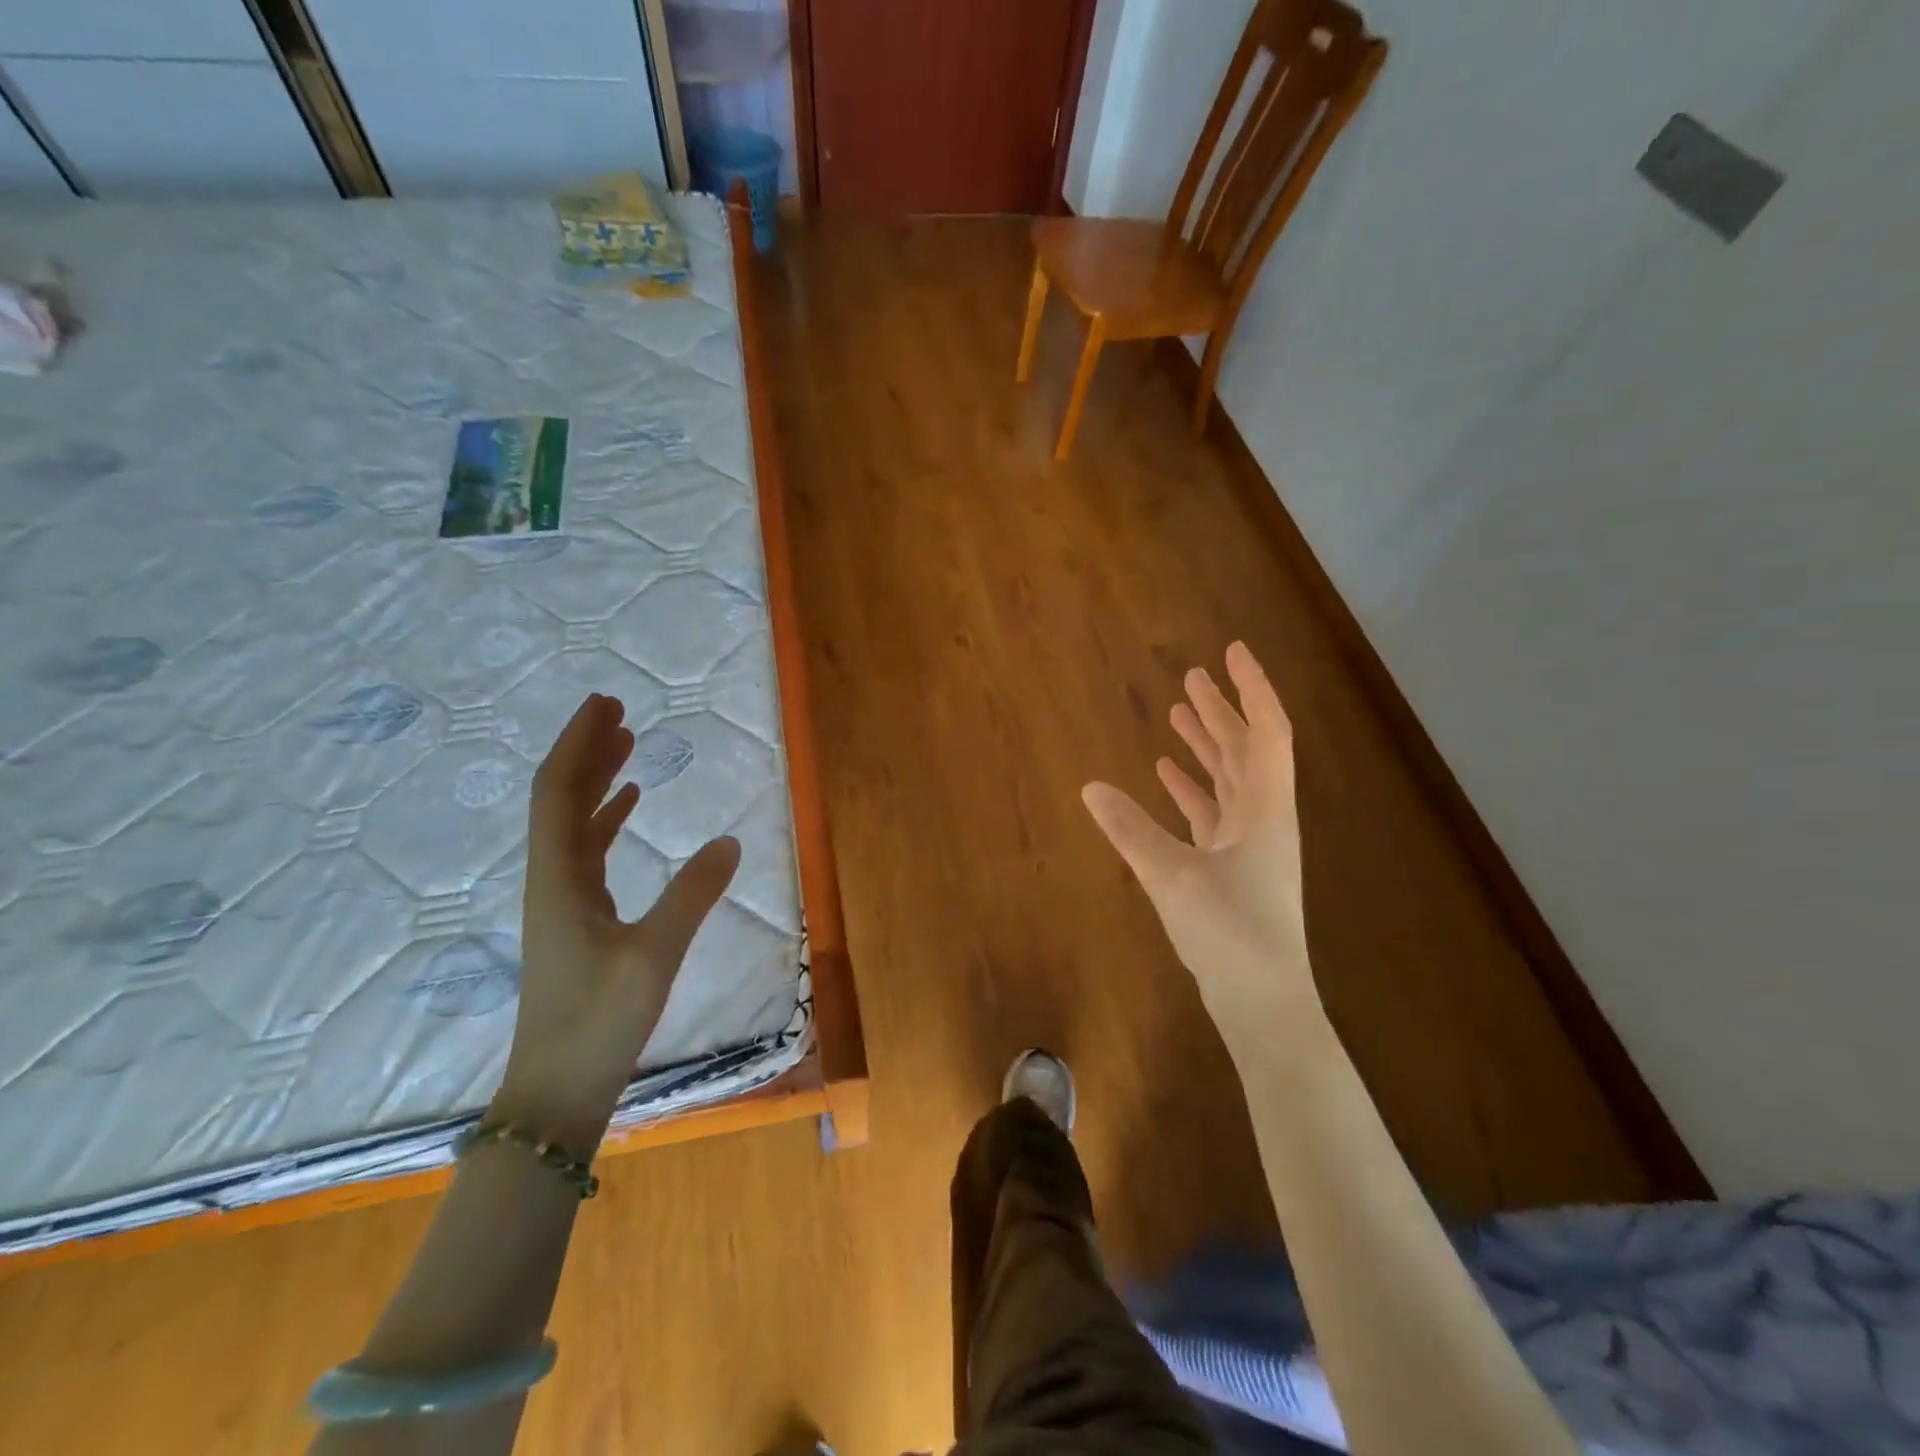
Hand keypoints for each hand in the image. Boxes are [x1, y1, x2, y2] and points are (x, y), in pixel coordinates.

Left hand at [494, 693, 739, 1152]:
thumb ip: (693, 895)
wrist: (556, 1092)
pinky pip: (588, 852)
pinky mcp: (577, 921)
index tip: (605, 704)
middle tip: (617, 709)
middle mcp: (552, 880)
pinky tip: (628, 807)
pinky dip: (606, 820)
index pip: (558, 793)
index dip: (579, 744)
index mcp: (559, 879)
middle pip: (560, 799)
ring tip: (627, 744)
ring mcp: (562, 901)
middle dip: (586, 751)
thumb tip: (731, 842)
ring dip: (596, 780)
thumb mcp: (654, 956)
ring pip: (573, 823)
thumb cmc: (599, 1022)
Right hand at [1082, 642, 1318, 1031]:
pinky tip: (1166, 775)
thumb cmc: (1230, 931)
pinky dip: (1193, 789)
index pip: (1266, 731)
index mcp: (1266, 808)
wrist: (1262, 1001)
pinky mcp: (1233, 867)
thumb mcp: (1172, 876)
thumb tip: (1089, 788)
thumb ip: (1130, 830)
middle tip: (1192, 677)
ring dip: (1206, 746)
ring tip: (1177, 713)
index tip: (1230, 652)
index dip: (1251, 688)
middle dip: (1221, 710)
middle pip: (1246, 749)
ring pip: (1229, 780)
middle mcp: (1264, 817)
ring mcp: (1250, 844)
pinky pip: (1213, 812)